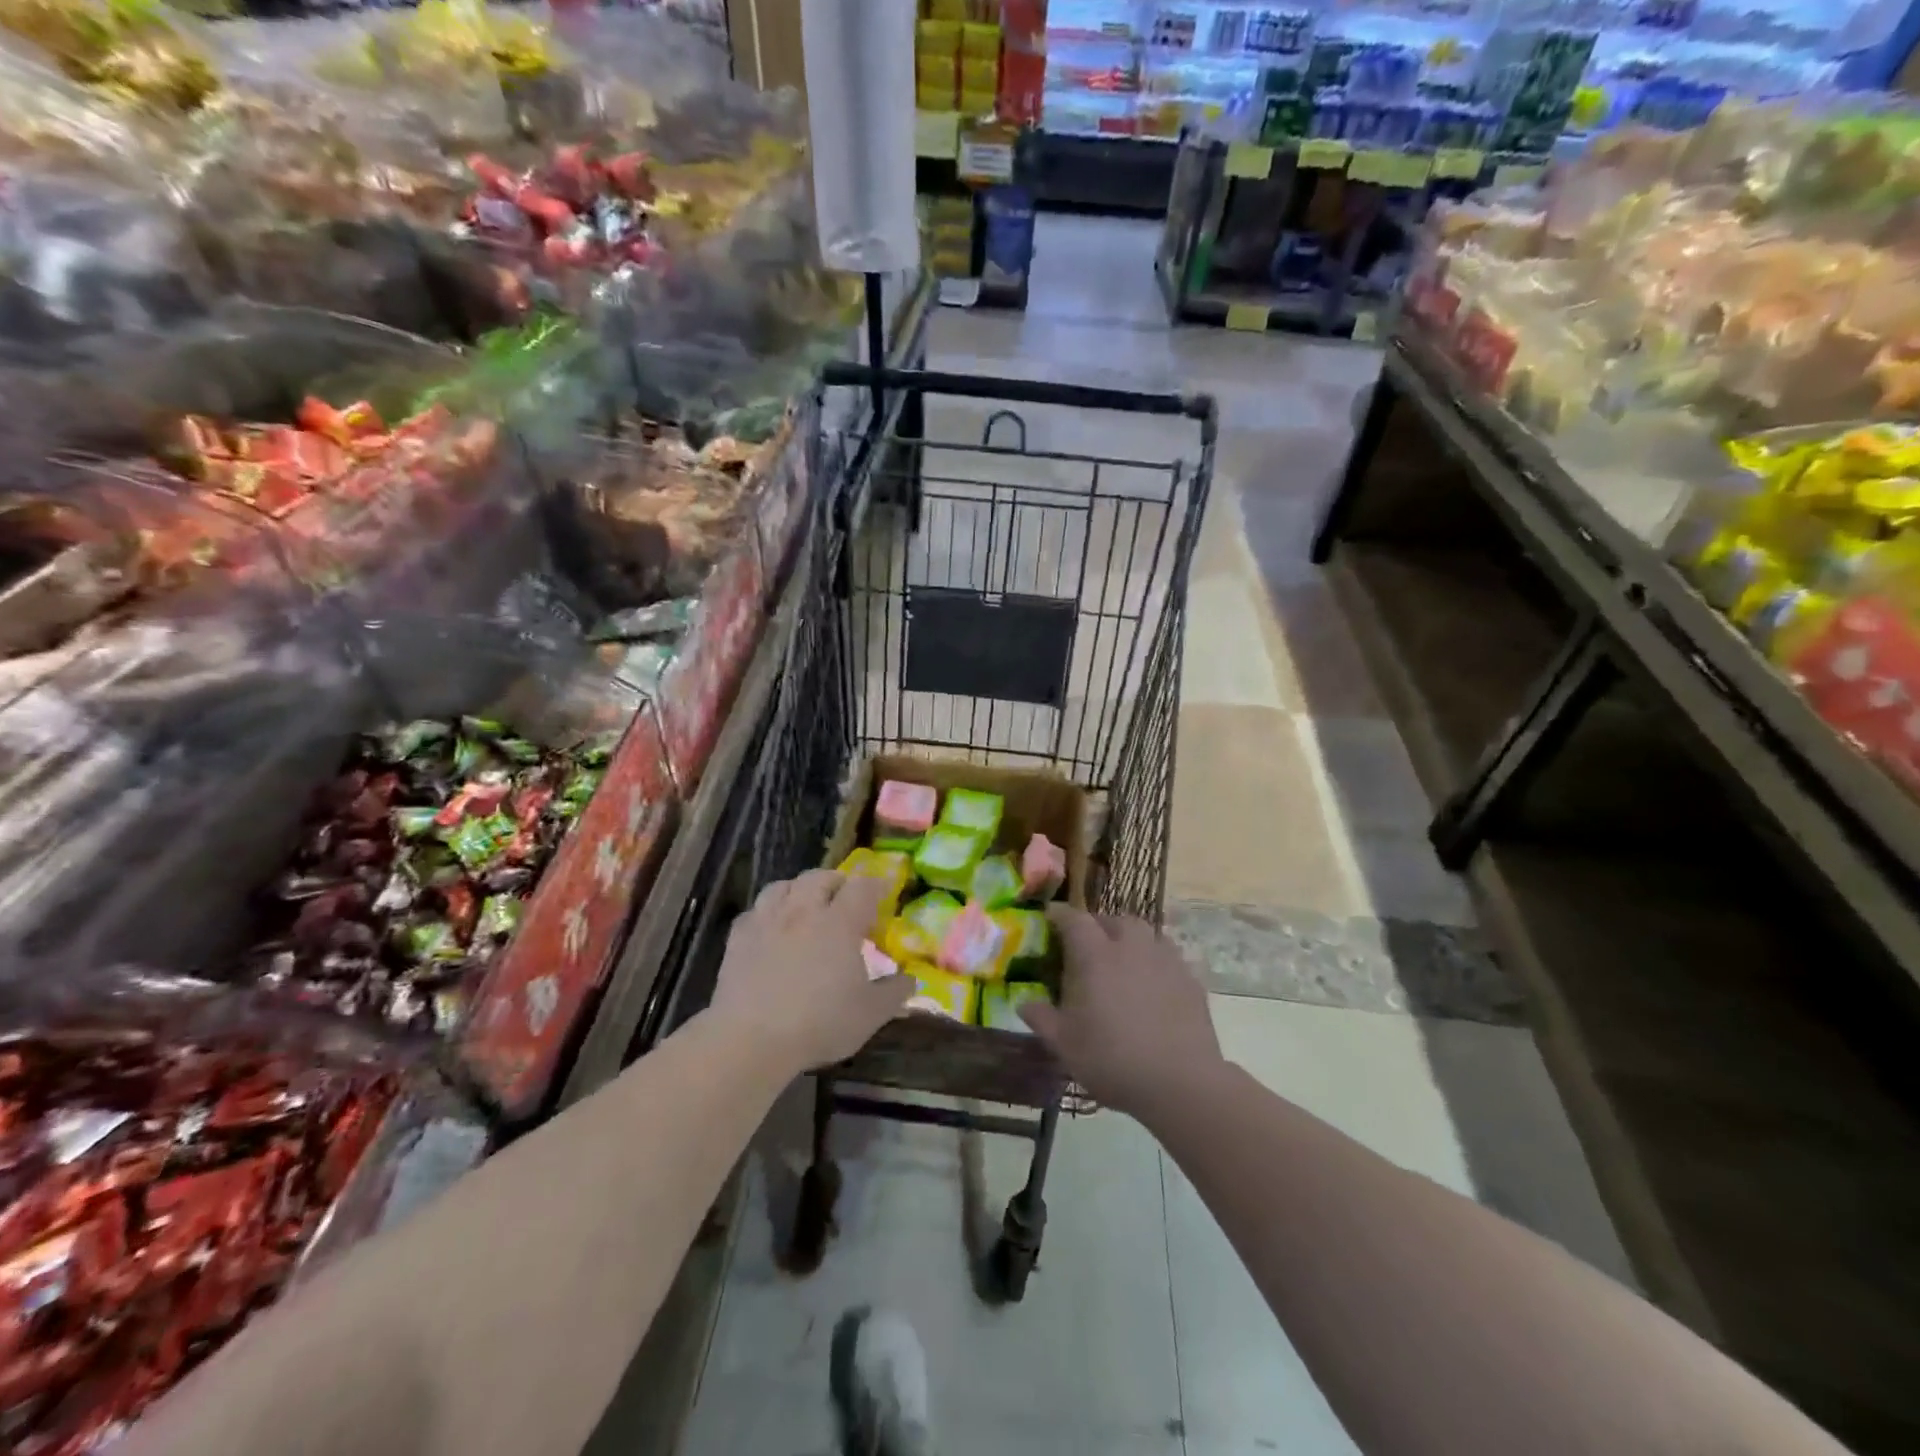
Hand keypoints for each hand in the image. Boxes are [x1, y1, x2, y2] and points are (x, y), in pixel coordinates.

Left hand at [710, 870, 912, 1072]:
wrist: (750, 1038)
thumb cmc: (819, 1023)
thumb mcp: (870, 1014)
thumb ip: (895, 993)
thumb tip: (911, 980)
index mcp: (840, 922)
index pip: (862, 887)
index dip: (875, 885)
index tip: (883, 892)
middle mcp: (803, 911)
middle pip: (820, 877)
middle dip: (836, 882)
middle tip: (845, 898)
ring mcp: (767, 921)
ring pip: (783, 886)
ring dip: (799, 889)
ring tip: (806, 905)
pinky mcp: (738, 938)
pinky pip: (754, 911)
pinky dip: (767, 912)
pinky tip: (771, 929)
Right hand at [1020, 907, 1222, 1117]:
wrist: (1181, 1082)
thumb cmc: (1112, 1060)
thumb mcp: (1065, 1045)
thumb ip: (1042, 1019)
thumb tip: (1024, 1003)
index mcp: (1095, 955)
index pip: (1074, 920)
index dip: (1060, 915)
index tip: (1051, 917)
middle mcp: (1131, 947)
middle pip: (1114, 920)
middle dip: (1099, 926)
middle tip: (1089, 946)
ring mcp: (1165, 960)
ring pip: (1146, 933)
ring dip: (1130, 940)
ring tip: (1123, 962)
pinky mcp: (1191, 979)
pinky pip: (1168, 957)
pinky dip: (1155, 963)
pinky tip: (1153, 986)